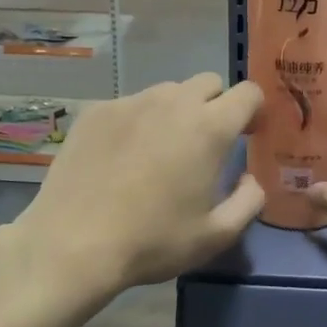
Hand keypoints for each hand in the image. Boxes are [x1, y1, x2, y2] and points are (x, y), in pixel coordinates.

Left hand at [8, 74, 264, 302]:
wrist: (72, 244)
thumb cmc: (152, 241)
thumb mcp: (216, 235)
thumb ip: (248, 201)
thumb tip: (250, 178)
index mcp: (209, 128)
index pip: (248, 93)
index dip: (254, 111)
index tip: (247, 135)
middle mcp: (173, 102)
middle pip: (208, 83)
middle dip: (216, 105)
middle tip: (204, 145)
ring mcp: (130, 102)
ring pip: (167, 92)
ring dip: (176, 112)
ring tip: (159, 151)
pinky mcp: (96, 111)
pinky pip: (130, 105)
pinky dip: (137, 122)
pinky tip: (121, 157)